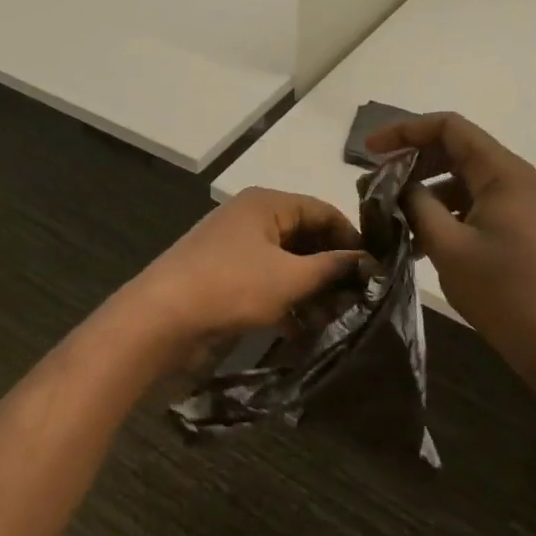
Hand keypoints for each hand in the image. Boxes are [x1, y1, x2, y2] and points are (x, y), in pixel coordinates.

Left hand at [122, 188, 362, 364]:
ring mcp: (236, 250)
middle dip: (332, 267)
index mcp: (266, 204)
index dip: (351, 236)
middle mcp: (252, 220)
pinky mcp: (226, 280)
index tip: (376, 266)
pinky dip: (288, 302)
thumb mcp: (290, 277)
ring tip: (339, 318)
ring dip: (312, 289)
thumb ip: (331, 267)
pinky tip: (307, 330)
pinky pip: (268, 284)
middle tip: (361, 297)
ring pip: (287, 265)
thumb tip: (367, 261)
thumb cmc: (230, 287)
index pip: (322, 210)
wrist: (159, 320)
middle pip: (305, 237)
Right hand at [366, 113, 535, 370]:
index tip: (370, 151)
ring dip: (430, 193)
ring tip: (395, 220)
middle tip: (378, 186)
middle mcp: (520, 180)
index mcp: (505, 173)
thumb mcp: (449, 247)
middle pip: (459, 151)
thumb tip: (397, 186)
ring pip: (468, 182)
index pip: (449, 128)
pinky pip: (481, 206)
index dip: (406, 131)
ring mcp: (527, 206)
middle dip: (415, 163)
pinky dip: (451, 214)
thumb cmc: (505, 293)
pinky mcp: (528, 230)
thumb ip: (417, 206)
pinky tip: (424, 243)